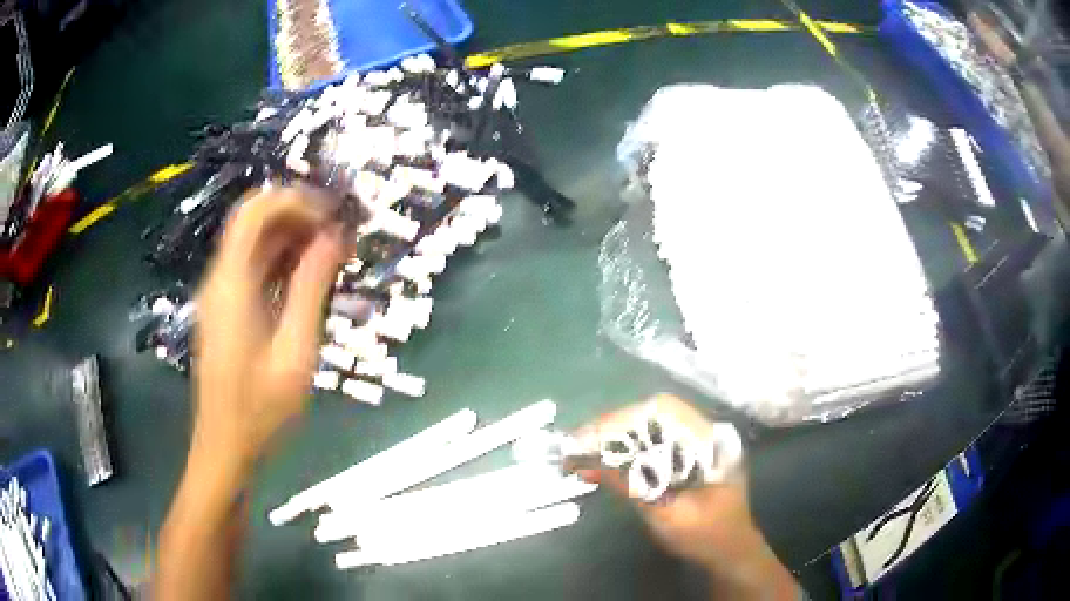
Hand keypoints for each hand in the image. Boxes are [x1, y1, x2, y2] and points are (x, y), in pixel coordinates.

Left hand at [192, 186, 342, 473]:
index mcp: (232, 282)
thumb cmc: (261, 407)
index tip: (334, 216)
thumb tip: (334, 237)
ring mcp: (220, 294)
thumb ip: (312, 288)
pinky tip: (309, 280)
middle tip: (340, 235)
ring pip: (254, 244)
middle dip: (298, 216)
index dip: (295, 201)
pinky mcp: (225, 310)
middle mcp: (221, 278)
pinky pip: (253, 269)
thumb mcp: (295, 350)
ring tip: (333, 255)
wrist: (226, 446)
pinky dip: (281, 263)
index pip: (256, 211)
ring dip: (292, 239)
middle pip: (254, 221)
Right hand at [578, 395, 796, 599]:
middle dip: (612, 425)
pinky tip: (602, 459)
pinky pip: (654, 439)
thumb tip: (587, 465)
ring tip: (581, 449)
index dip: (622, 419)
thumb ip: (631, 487)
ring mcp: (699, 439)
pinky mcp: (689, 452)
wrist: (730, 551)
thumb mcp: (666, 516)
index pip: (663, 411)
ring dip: (615, 434)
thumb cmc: (705, 536)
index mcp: (711, 441)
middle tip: (576, 442)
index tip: (587, 436)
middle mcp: (706, 431)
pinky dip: (626, 447)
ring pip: (650, 423)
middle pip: (653, 412)